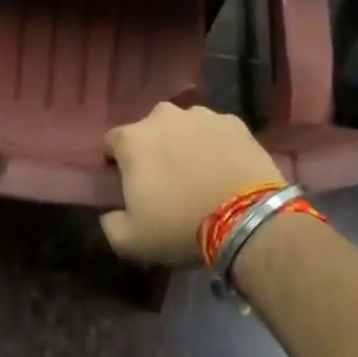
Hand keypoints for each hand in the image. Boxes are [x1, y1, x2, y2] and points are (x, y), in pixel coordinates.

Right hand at [100, 103, 285, 265]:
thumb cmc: (181, 227)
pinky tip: (225, 169)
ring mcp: (201, 115)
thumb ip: (110, 223)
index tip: (128, 184)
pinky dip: (216, 145)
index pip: (112, 142)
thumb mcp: (131, 241)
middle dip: (153, 150)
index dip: (116, 162)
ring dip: (185, 144)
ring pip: (184, 127)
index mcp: (133, 139)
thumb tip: (110, 212)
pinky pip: (215, 131)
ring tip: (199, 174)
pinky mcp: (234, 122)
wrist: (248, 220)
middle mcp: (163, 116)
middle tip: (166, 180)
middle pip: (149, 130)